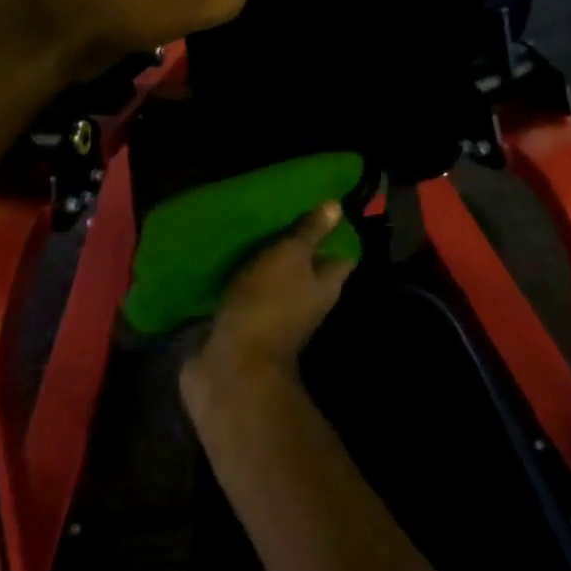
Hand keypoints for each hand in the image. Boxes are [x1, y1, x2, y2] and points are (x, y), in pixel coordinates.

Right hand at [190, 203, 356, 386]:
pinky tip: (228, 259)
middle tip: (278, 211)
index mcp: (326, 284)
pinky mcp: (249, 325)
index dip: (335, 230)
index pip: (342, 253)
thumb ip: (309, 232)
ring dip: (267, 261)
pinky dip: (243, 279)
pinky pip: (251, 295)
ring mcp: (279, 316)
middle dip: (295, 243)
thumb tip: (336, 206)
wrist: (232, 365)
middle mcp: (308, 301)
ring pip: (278, 280)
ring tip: (251, 229)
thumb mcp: (290, 256)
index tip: (318, 205)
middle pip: (308, 267)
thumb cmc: (268, 303)